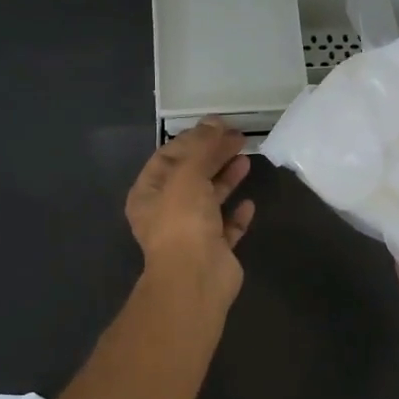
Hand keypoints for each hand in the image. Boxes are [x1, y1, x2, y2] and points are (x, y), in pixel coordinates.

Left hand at [126, 119, 255, 303]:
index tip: (219, 126)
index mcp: (149, 193)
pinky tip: (249, 203)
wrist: (196, 278)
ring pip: (209, 199)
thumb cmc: (183, 221)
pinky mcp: (214, 250)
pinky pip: (226, 227)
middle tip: (239, 138)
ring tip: (246, 159)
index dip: (193, 139)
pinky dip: (236, 215)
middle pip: (191, 176)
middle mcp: (166, 212)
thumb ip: (202, 146)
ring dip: (226, 179)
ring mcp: (190, 232)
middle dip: (213, 155)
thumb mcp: (188, 174)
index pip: (169, 157)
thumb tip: (214, 121)